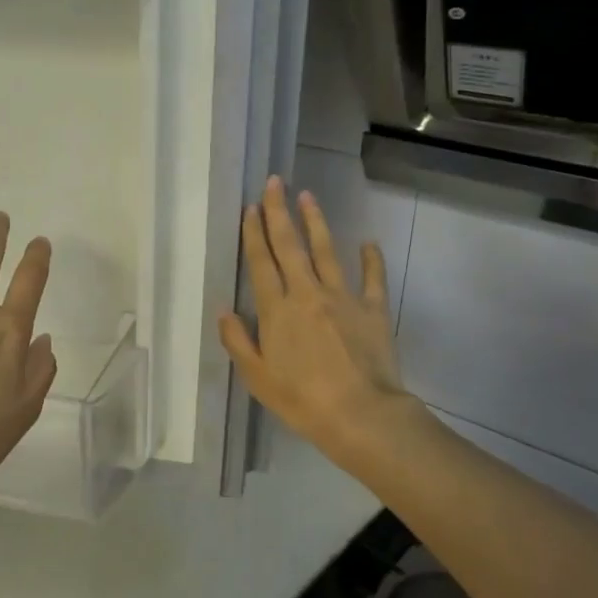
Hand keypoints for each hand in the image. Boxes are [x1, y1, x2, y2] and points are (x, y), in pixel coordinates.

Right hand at [218, 177, 417, 472]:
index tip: (250, 208)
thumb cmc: (301, 400)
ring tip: (307, 196)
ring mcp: (343, 298)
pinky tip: (368, 242)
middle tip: (274, 182)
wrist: (360, 415)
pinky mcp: (373, 310)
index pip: (262, 264)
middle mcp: (307, 294)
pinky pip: (373, 278)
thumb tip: (224, 310)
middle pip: (291, 246)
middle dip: (279, 213)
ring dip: (316, 222)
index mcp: (276, 311)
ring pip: (327, 252)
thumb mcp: (257, 377)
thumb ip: (237, 341)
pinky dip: (371, 259)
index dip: (254, 234)